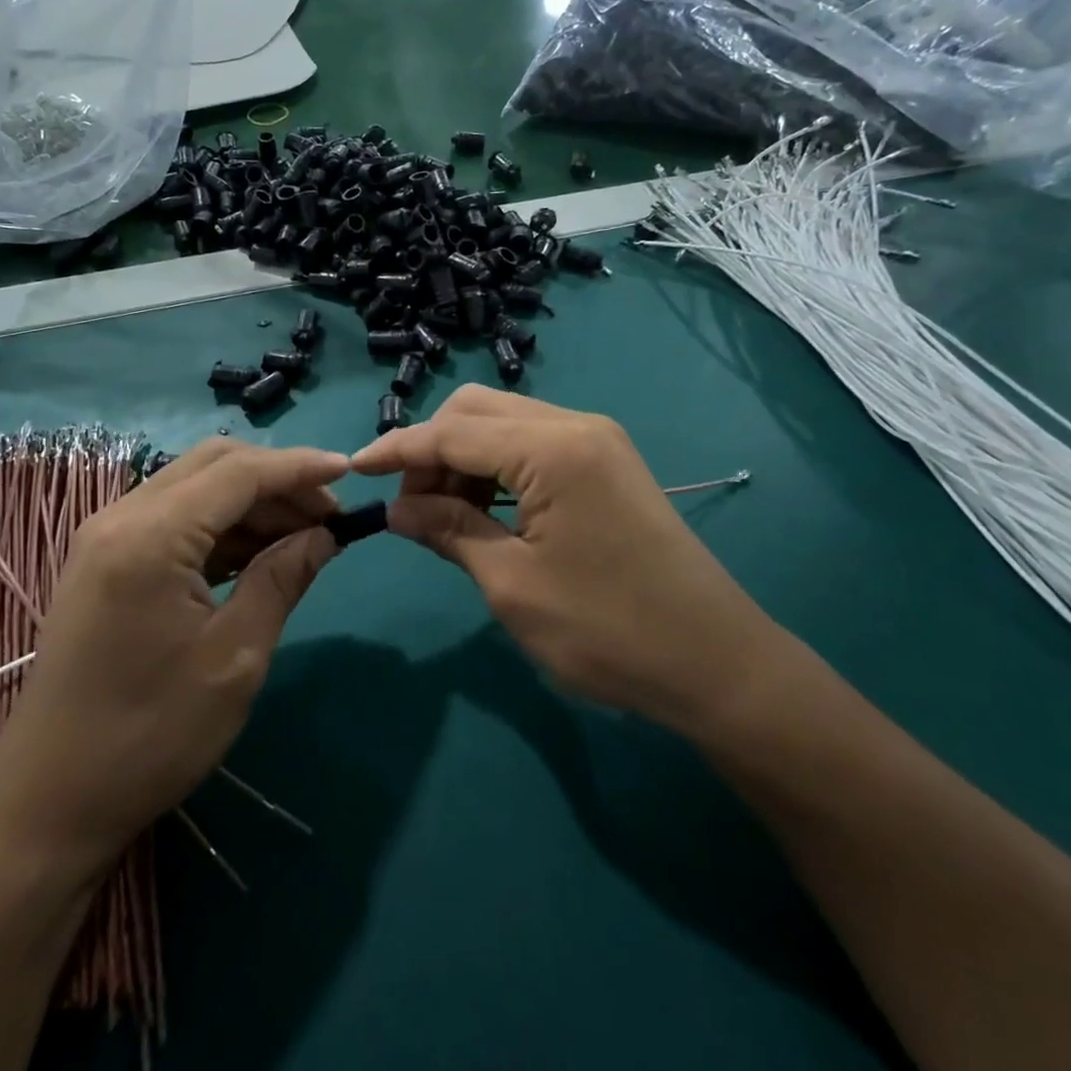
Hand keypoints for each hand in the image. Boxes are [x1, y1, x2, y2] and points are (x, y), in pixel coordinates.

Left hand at [0, 438, 347, 862]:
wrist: (49, 803)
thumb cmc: (150, 736)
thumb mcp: (235, 657)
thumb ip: (282, 579)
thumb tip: (325, 534)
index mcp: (150, 536)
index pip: (239, 472)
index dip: (299, 467)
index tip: (349, 472)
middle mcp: (121, 517)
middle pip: (214, 465)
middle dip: (277, 479)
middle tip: (328, 513)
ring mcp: (106, 537)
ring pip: (195, 487)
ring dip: (251, 502)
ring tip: (304, 535)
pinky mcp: (105, 561)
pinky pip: (174, 518)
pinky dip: (221, 525)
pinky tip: (258, 553)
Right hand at [351, 386, 779, 736]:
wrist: (715, 661)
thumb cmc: (608, 631)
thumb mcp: (512, 584)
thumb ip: (450, 530)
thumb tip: (396, 508)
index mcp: (552, 449)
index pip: (454, 431)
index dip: (399, 449)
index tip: (355, 469)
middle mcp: (575, 425)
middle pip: (478, 409)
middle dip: (433, 448)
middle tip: (411, 506)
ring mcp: (597, 440)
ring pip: (506, 422)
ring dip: (465, 455)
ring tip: (446, 513)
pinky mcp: (608, 461)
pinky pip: (534, 443)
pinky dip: (498, 465)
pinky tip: (488, 509)